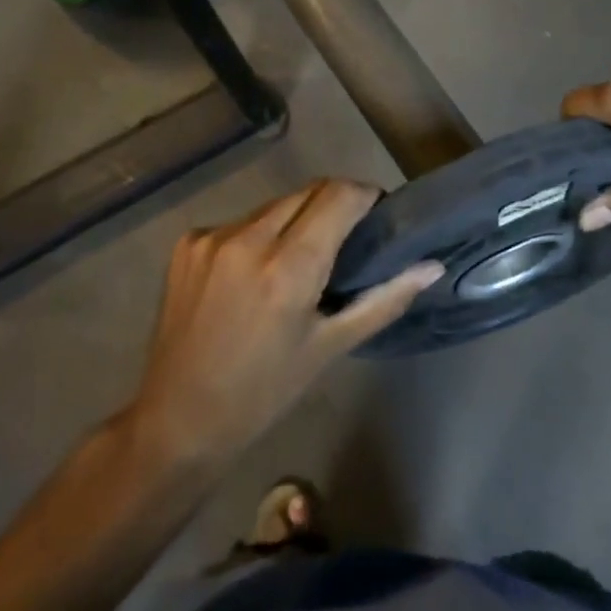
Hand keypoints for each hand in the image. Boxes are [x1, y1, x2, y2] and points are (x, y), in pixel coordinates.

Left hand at [129, 180, 441, 466]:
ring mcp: (212, 236)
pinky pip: (240, 222)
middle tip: (345, 240)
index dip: (365, 196)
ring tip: (298, 260)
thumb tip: (432, 267)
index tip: (377, 214)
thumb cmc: (265, 392)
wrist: (178, 418)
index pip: (339, 195)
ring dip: (296, 219)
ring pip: (274, 205)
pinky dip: (258, 235)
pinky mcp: (188, 242)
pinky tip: (254, 273)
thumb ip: (384, 299)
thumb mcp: (330, 347)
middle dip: (333, 205)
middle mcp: (248, 238)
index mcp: (288, 267)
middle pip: (309, 192)